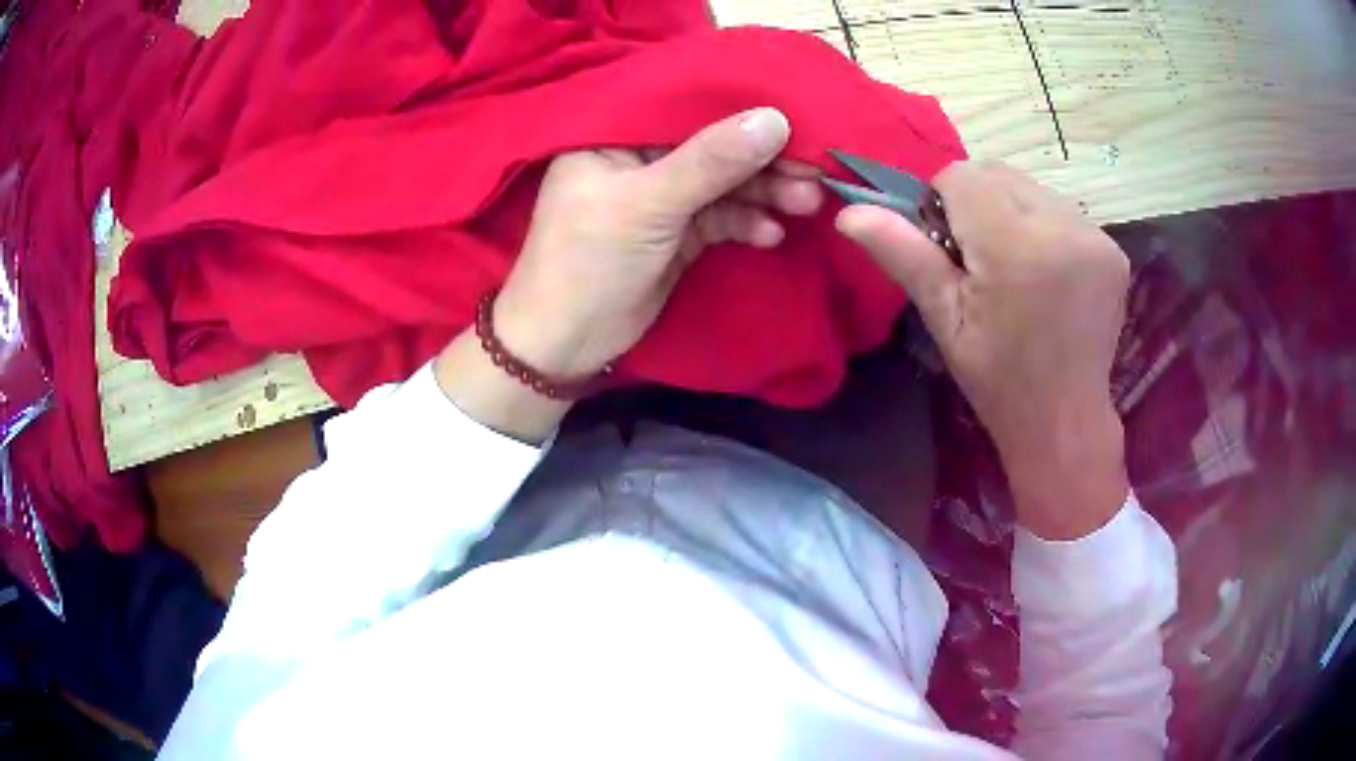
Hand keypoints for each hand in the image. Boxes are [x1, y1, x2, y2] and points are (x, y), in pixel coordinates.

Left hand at [491, 107, 821, 378]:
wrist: (566, 344)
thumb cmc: (588, 261)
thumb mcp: (648, 204)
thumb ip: (711, 161)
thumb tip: (775, 119)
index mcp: (612, 136)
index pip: (685, 109)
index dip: (740, 111)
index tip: (796, 117)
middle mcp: (638, 159)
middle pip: (712, 147)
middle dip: (762, 160)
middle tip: (814, 172)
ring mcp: (660, 197)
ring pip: (723, 184)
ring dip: (764, 193)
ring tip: (806, 203)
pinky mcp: (677, 233)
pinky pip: (721, 217)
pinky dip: (747, 223)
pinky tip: (770, 234)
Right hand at [838, 161, 1130, 538]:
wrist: (1064, 419)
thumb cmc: (998, 378)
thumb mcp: (944, 319)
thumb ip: (904, 255)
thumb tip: (849, 212)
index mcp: (1015, 248)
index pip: (962, 176)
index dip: (944, 204)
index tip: (950, 249)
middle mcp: (1063, 228)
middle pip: (998, 174)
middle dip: (979, 204)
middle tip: (981, 262)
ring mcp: (1095, 237)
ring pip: (1031, 187)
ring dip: (1012, 212)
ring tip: (1016, 268)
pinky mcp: (1113, 248)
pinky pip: (1062, 210)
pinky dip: (1044, 226)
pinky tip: (1046, 271)